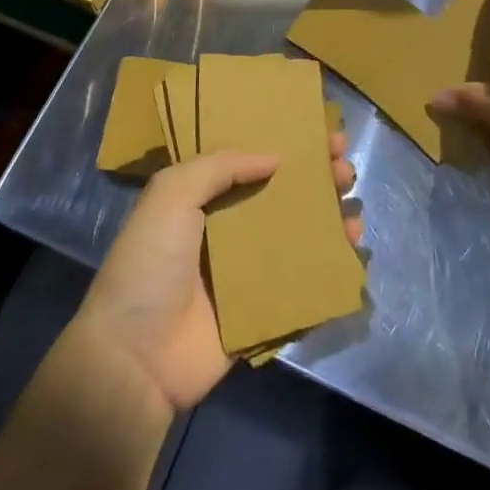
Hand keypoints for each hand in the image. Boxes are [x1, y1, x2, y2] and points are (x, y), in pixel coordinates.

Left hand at [74, 133, 360, 415]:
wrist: (134, 357)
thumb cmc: (150, 264)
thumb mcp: (172, 194)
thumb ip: (221, 166)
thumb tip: (274, 157)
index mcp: (204, 199)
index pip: (253, 161)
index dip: (286, 144)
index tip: (320, 132)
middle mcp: (229, 229)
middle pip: (282, 195)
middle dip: (316, 178)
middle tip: (344, 167)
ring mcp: (248, 272)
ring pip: (299, 235)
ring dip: (328, 217)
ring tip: (354, 204)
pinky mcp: (264, 310)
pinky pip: (304, 282)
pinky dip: (330, 264)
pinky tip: (353, 248)